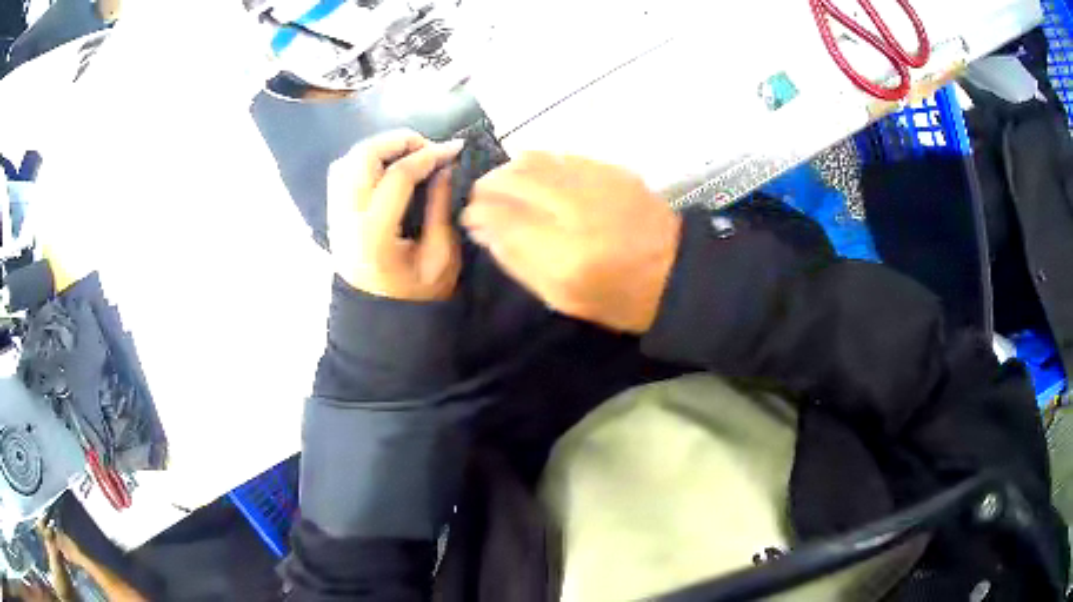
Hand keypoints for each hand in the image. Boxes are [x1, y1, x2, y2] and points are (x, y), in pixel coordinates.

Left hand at [328, 130, 463, 300]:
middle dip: (398, 140)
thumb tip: (443, 168)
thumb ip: (440, 209)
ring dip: (380, 147)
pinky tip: (385, 166)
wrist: (378, 320)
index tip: (454, 149)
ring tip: (408, 153)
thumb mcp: (440, 258)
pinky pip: (341, 172)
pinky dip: (364, 160)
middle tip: (427, 147)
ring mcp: (336, 215)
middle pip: (362, 157)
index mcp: (375, 235)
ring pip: (348, 159)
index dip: (429, 155)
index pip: (397, 177)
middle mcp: (347, 219)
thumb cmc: (415, 296)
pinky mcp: (334, 215)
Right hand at [462, 153, 680, 332]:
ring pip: (534, 159)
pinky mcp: (611, 169)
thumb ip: (517, 261)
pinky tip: (539, 177)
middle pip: (512, 180)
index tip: (469, 216)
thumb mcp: (561, 297)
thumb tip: (482, 228)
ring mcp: (595, 183)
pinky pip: (561, 155)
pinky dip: (540, 163)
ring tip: (505, 184)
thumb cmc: (617, 298)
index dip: (477, 212)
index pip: (500, 217)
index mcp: (563, 254)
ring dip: (509, 169)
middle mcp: (575, 209)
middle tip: (481, 197)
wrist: (676, 272)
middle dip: (487, 186)